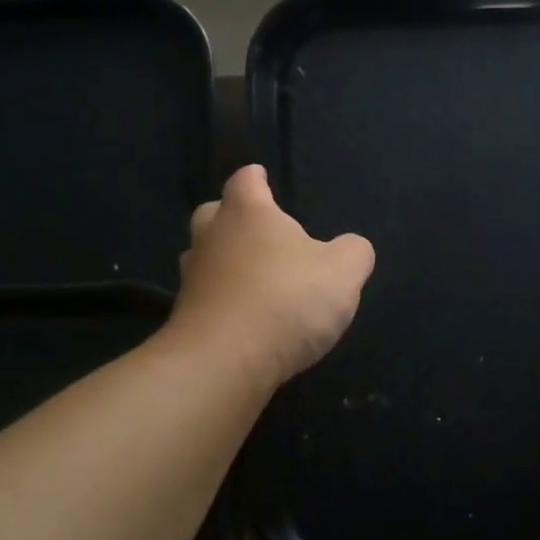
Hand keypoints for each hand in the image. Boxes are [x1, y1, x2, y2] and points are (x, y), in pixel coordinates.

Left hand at [169, 164, 374, 389]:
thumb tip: (352, 247)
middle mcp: (212, 238)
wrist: (225, 362)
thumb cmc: (287, 300)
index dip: (256, 178)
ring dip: (224, 261)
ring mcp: (193, 279)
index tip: (262, 177)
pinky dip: (222, 300)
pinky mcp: (186, 318)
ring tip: (252, 276)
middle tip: (256, 230)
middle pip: (213, 214)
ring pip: (203, 257)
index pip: (246, 180)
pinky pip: (206, 298)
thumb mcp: (343, 273)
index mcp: (248, 213)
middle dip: (231, 217)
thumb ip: (353, 252)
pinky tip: (244, 317)